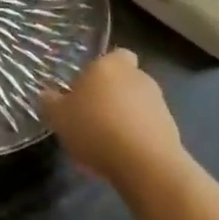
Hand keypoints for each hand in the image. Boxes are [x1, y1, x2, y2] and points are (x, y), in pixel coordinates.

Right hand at [41, 48, 185, 190]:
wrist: (146, 164)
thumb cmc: (96, 128)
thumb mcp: (58, 116)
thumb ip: (50, 102)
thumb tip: (46, 95)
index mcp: (110, 65)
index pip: (115, 55)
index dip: (103, 68)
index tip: (87, 86)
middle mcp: (138, 77)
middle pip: (125, 79)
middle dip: (112, 93)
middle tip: (90, 113)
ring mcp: (159, 103)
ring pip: (137, 103)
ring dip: (124, 115)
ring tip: (105, 139)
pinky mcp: (172, 130)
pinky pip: (148, 126)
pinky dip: (136, 136)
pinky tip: (121, 154)